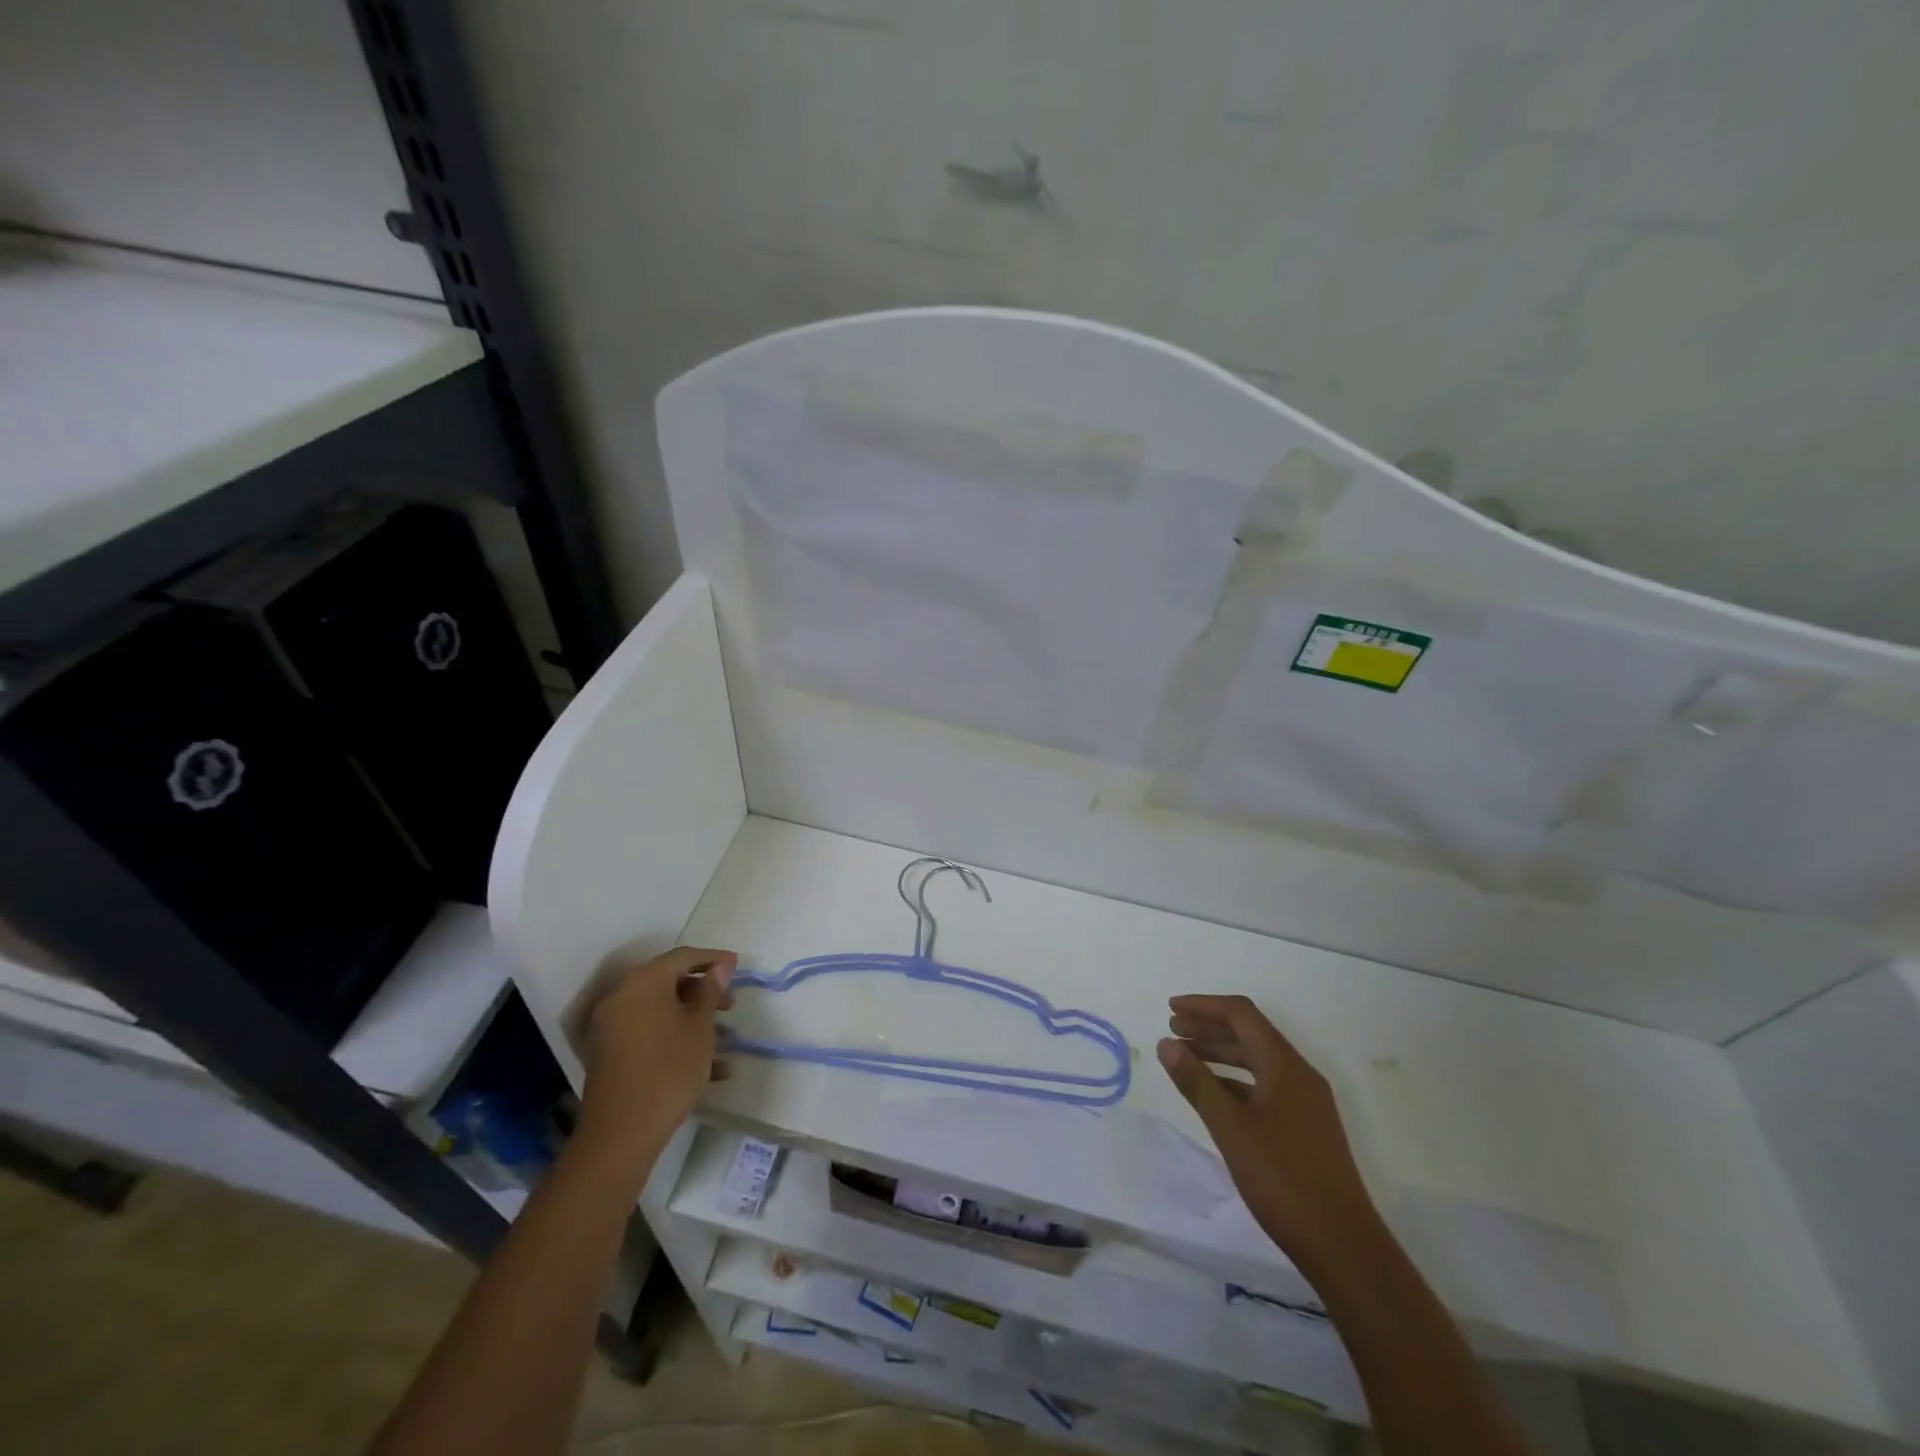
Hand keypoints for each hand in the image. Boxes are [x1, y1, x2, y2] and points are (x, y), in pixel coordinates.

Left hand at [572, 946, 735, 1164]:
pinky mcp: (610, 1053)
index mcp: (643, 983)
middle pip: (669, 982)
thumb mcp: (700, 1028)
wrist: (621, 1133)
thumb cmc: (669, 1069)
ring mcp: (612, 1026)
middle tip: (732, 1004)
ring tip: (726, 1039)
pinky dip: (676, 1039)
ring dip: (694, 1019)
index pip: (682, 957)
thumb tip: (719, 968)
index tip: (738, 966)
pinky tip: (710, 1067)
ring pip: (661, 1010)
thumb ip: (710, 992)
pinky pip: (650, 1032)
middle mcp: (622, 997)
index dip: (713, 958)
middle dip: (704, 992)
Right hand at [1159, 994, 1379, 1274]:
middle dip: (1209, 1027)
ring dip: (1220, 1053)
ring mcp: (1305, 1103)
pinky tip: (1212, 1094)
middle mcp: (1299, 1075)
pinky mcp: (1305, 1128)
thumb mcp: (1231, 1128)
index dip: (1204, 1006)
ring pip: (1256, 1061)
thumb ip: (1197, 1082)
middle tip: (1172, 1030)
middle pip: (1249, 1034)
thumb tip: (1167, 1043)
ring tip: (1185, 1058)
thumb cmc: (1283, 1179)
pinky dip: (1234, 1080)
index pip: (1241, 1014)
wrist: (1343, 1246)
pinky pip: (1263, 1086)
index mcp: (1285, 1065)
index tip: (1170, 1008)